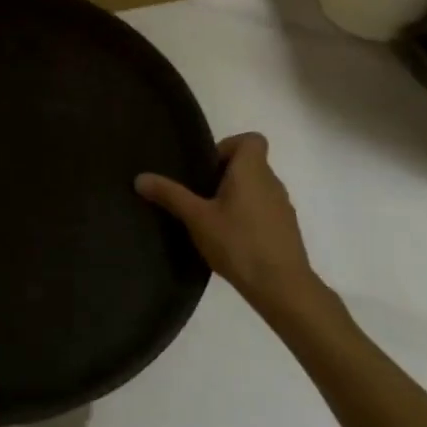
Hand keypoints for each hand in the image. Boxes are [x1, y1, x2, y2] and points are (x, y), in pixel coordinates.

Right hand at [136, 133, 329, 315]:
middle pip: (250, 164)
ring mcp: (282, 207)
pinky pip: (264, 210)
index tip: (208, 169)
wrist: (282, 287)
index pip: (252, 139)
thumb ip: (169, 195)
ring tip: (212, 221)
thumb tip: (140, 178)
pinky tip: (230, 241)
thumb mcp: (196, 218)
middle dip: (224, 176)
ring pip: (256, 189)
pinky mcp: (286, 230)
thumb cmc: (238, 243)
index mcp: (252, 170)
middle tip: (200, 197)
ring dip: (235, 197)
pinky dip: (248, 217)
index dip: (229, 146)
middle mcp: (272, 182)